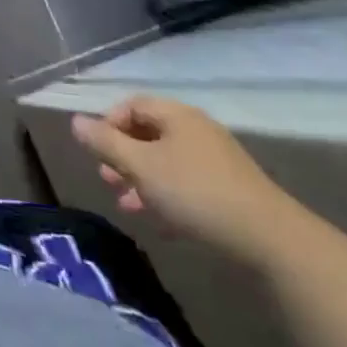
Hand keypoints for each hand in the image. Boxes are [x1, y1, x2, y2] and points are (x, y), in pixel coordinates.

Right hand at [70, 95, 302, 263]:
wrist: (270, 240)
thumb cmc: (195, 193)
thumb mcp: (140, 166)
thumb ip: (105, 142)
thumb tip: (76, 121)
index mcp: (176, 115)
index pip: (131, 105)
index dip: (108, 124)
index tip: (97, 152)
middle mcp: (196, 130)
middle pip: (148, 133)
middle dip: (122, 155)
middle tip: (106, 179)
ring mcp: (216, 161)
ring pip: (166, 162)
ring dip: (141, 179)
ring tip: (126, 204)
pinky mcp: (230, 191)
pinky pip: (186, 185)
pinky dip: (166, 196)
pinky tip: (159, 222)